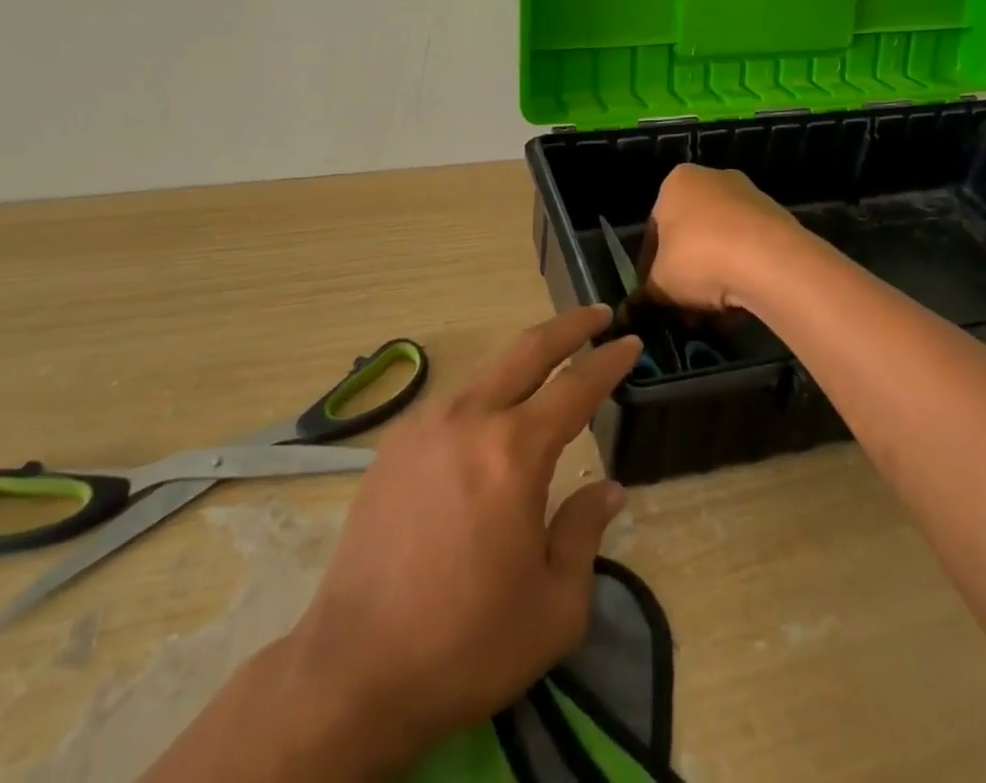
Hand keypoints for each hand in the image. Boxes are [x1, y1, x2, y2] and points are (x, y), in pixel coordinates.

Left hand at [148, 308, 642, 780]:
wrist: (355, 671)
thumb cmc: (468, 643)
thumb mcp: (555, 606)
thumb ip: (585, 532)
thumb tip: (609, 489)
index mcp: (514, 452)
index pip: (575, 387)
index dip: (608, 361)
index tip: (631, 342)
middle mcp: (469, 419)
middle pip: (527, 351)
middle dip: (569, 326)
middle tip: (598, 313)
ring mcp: (424, 426)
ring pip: (487, 373)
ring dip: (524, 362)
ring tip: (548, 370)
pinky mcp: (393, 445)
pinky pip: (451, 404)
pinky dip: (484, 398)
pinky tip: (490, 422)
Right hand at [640, 163, 804, 313]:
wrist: (770, 260)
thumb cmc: (699, 257)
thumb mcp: (660, 282)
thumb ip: (645, 295)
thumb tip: (632, 309)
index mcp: (677, 182)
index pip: (655, 228)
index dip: (650, 266)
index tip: (653, 295)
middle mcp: (713, 180)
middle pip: (691, 235)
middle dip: (686, 274)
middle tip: (683, 308)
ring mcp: (749, 197)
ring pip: (722, 245)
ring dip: (714, 279)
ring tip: (712, 316)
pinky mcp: (778, 219)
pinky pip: (750, 252)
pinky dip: (741, 276)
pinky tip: (739, 308)